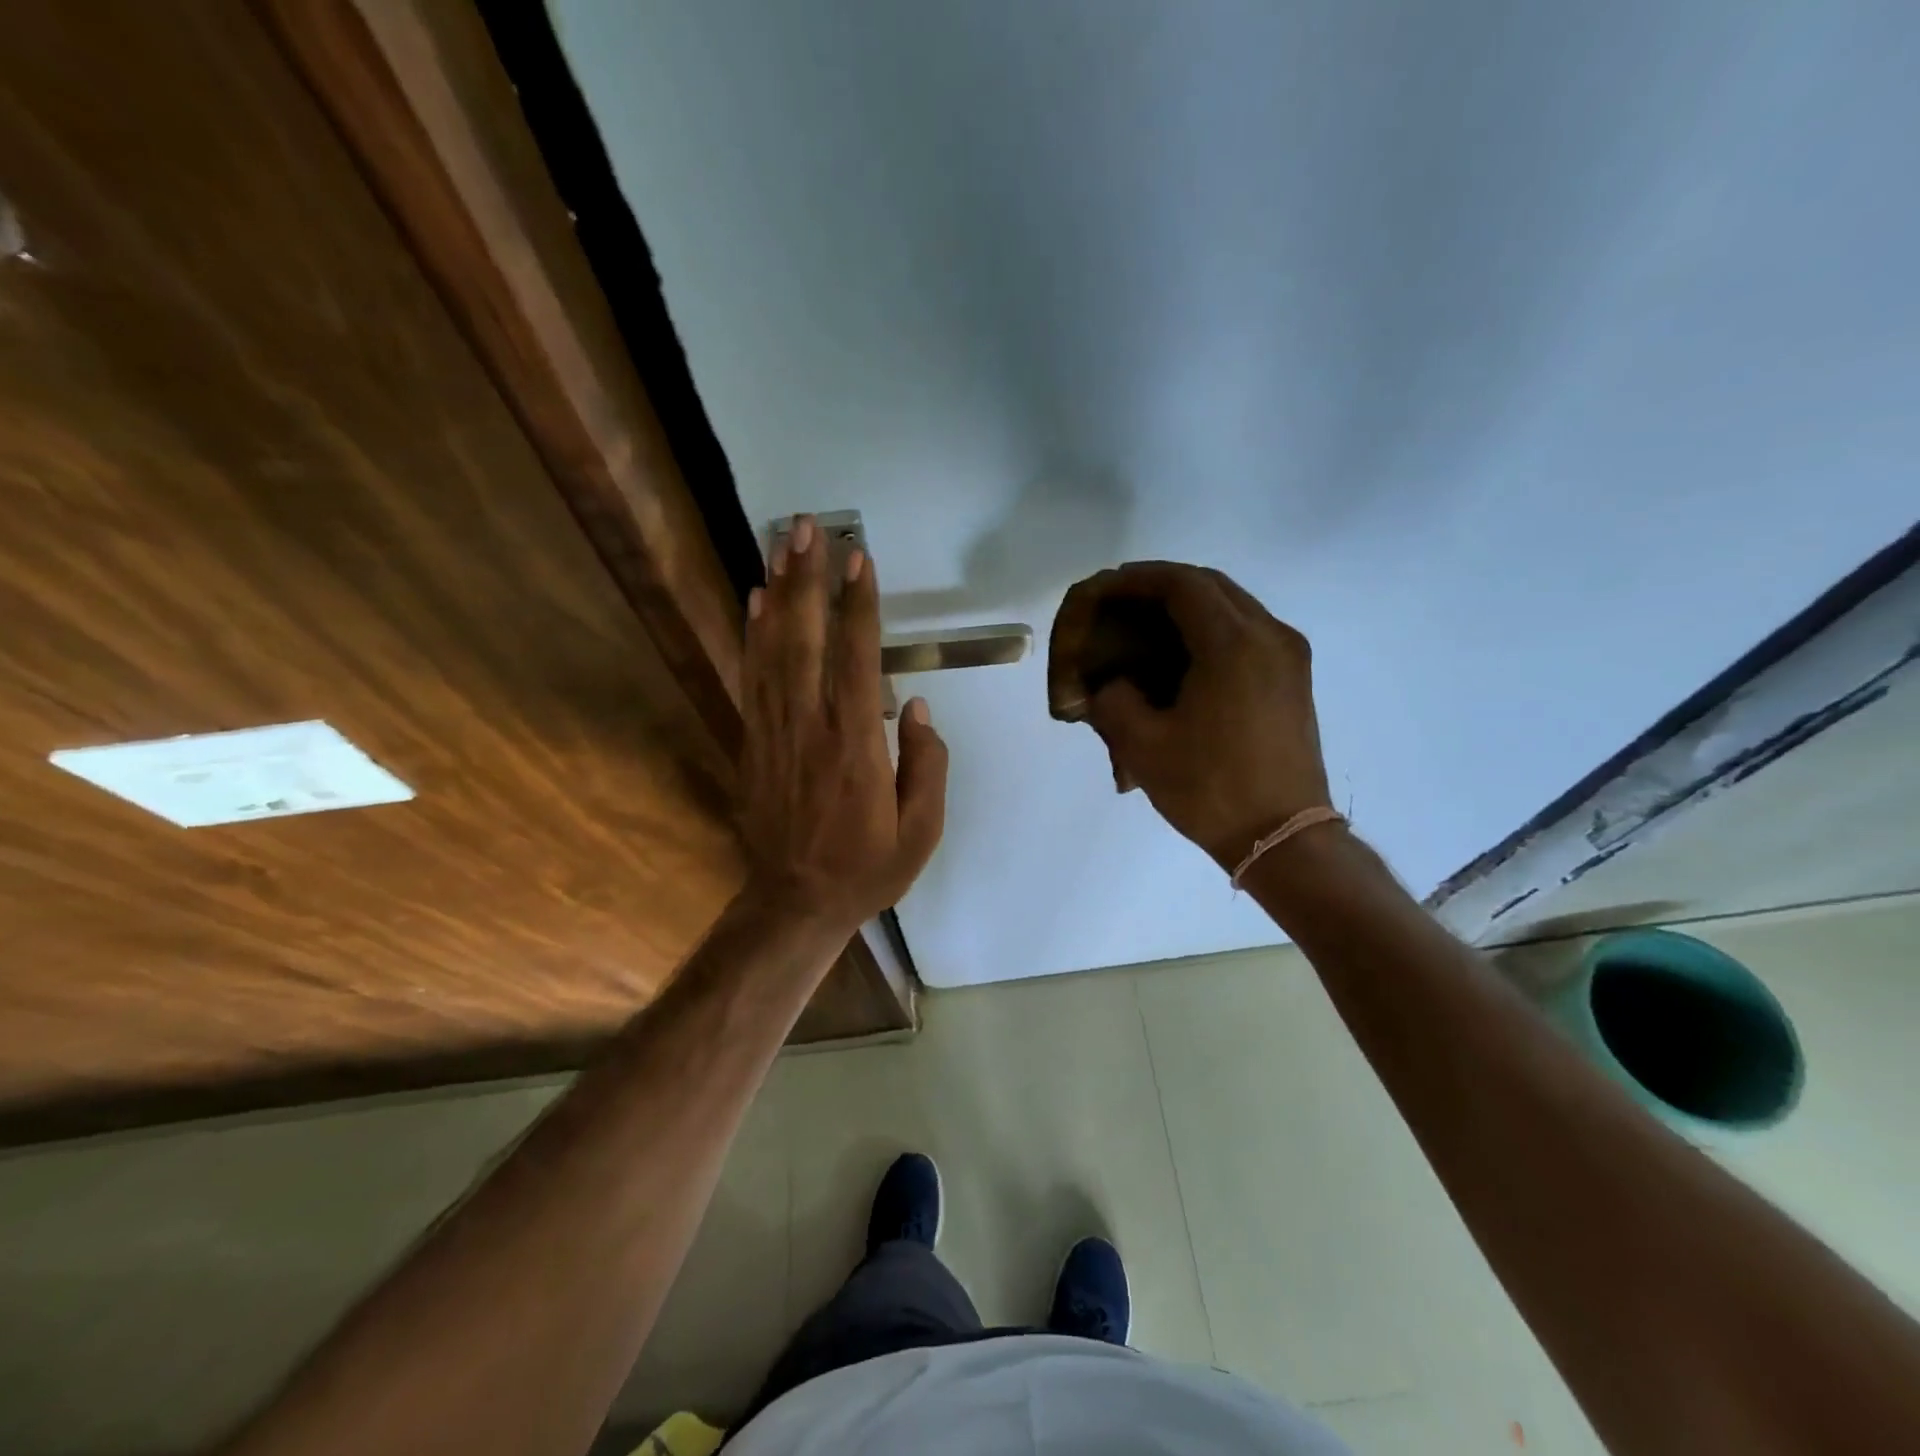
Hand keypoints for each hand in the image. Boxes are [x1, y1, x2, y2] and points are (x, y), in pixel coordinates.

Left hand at [740, 516, 948, 936]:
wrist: (794, 903)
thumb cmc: (866, 869)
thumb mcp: (921, 831)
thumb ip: (927, 766)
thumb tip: (917, 707)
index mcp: (856, 744)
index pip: (857, 658)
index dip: (858, 604)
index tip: (858, 558)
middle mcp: (810, 725)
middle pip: (805, 638)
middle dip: (806, 578)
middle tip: (806, 527)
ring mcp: (774, 731)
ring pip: (772, 649)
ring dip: (777, 592)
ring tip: (780, 544)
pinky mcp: (754, 741)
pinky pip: (751, 677)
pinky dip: (751, 634)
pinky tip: (753, 602)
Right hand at [1048, 561, 1330, 869]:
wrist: (1282, 837)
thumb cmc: (1210, 789)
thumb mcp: (1142, 746)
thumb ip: (1114, 700)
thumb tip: (1111, 684)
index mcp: (1233, 644)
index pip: (1181, 584)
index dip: (1138, 578)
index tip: (1105, 587)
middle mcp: (1269, 635)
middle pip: (1211, 585)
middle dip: (1162, 586)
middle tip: (1121, 603)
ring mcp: (1289, 656)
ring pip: (1233, 605)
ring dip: (1188, 606)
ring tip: (1146, 626)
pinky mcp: (1293, 678)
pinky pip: (1247, 631)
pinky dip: (1210, 628)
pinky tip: (1182, 655)